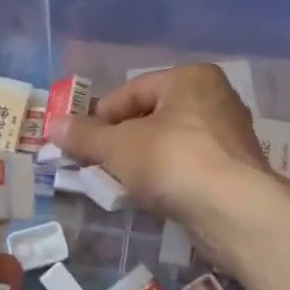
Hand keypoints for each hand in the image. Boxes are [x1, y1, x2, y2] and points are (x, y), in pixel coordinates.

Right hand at [48, 64, 271, 225]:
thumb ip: (84, 136)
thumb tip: (53, 125)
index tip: (80, 144)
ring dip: (142, 162)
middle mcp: (216, 98)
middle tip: (97, 165)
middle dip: (121, 141)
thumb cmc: (172, 161)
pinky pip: (189, 166)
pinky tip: (152, 197)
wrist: (233, 211)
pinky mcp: (236, 169)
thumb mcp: (117, 147)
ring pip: (170, 144)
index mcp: (190, 78)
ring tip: (120, 185)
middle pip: (151, 117)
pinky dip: (167, 178)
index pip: (131, 91)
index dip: (100, 117)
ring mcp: (230, 135)